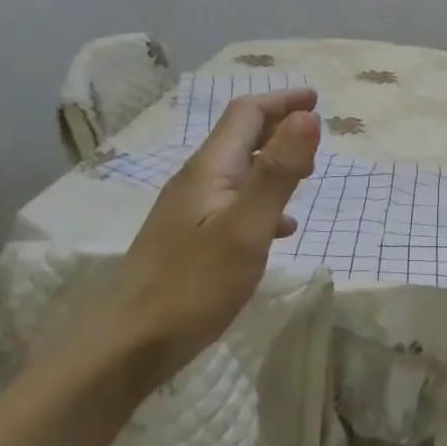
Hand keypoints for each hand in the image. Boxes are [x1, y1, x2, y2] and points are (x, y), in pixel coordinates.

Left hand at [53, 90, 321, 399]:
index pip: (246, 113)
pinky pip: (233, 203)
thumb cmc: (193, 284)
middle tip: (315, 135)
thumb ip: (278, 170)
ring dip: (273, 163)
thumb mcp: (247, 226)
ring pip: (238, 171)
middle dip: (279, 127)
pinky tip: (279, 229)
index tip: (317, 100)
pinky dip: (262, 200)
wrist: (129, 345)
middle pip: (240, 137)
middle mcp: (196, 180)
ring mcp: (188, 210)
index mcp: (210, 168)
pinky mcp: (188, 239)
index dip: (282, 101)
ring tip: (306, 176)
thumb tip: (308, 116)